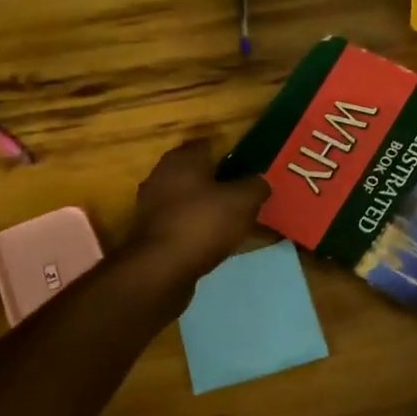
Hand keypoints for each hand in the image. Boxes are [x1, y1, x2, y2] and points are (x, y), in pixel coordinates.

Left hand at [123, 139, 270, 287]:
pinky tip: (226, 244)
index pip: (210, 145)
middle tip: (252, 196)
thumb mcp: (242, 201)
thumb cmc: (202, 224)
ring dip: (216, 210)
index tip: (254, 168)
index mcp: (181, 159)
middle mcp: (163, 177)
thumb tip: (261, 181)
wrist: (160, 270)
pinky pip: (189, 226)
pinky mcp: (155, 235)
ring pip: (195, 203)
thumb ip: (256, 186)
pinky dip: (206, 232)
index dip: (233, 154)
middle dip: (225, 184)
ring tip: (244, 223)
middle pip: (201, 175)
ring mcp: (155, 207)